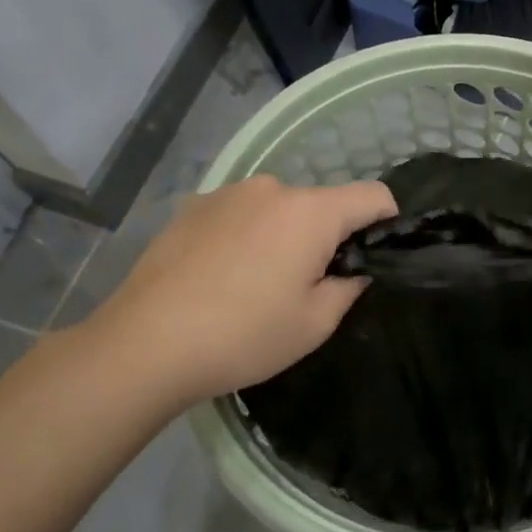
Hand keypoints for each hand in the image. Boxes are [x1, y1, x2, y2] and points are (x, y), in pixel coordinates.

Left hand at [76, 175, 396, 410]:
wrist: (145, 343)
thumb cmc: (243, 335)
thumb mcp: (314, 323)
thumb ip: (348, 288)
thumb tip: (353, 271)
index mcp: (310, 211)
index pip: (373, 194)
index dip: (386, 220)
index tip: (377, 254)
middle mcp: (272, 188)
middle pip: (321, 203)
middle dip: (326, 236)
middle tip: (306, 285)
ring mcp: (228, 193)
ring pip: (278, 208)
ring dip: (282, 234)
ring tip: (255, 283)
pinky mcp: (193, 206)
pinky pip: (240, 214)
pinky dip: (245, 235)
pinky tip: (219, 276)